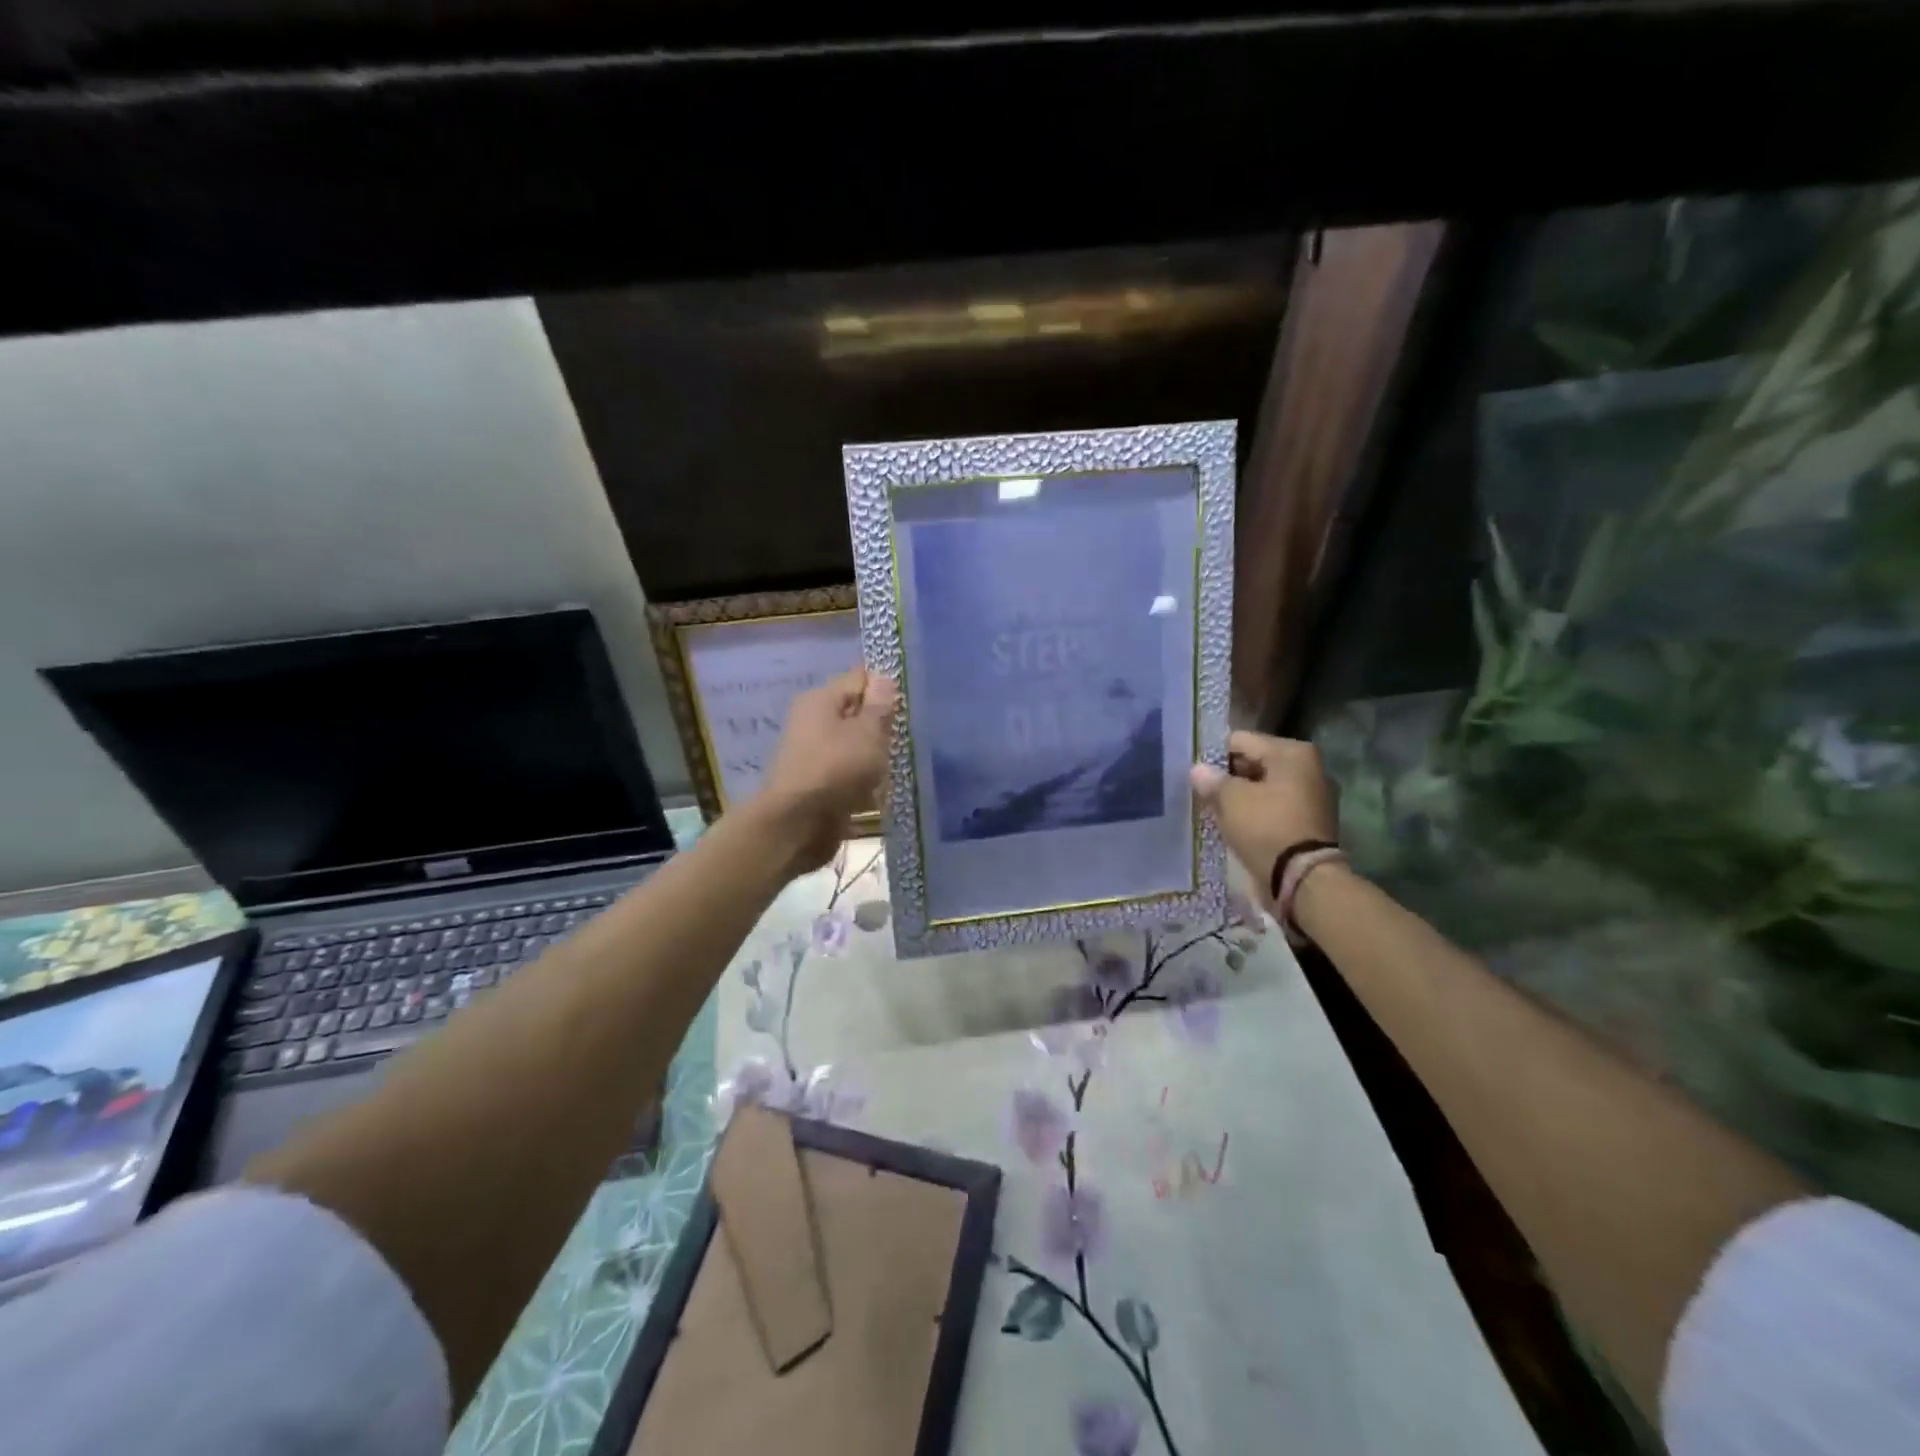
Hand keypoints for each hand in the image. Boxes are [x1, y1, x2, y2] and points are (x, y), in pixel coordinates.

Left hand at [754, 668, 897, 873]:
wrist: (798, 826)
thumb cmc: (836, 769)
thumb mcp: (867, 732)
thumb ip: (879, 705)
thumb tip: (883, 677)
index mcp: (820, 700)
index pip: (858, 679)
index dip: (884, 689)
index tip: (905, 709)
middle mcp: (812, 722)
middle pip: (856, 714)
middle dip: (881, 727)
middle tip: (903, 740)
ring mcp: (813, 754)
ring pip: (855, 746)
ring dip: (874, 757)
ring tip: (892, 769)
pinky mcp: (818, 783)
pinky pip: (848, 773)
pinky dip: (863, 780)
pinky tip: (878, 792)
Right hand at [1189, 731, 1338, 903]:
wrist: (1302, 879)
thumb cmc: (1266, 828)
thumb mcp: (1230, 800)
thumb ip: (1212, 780)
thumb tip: (1198, 770)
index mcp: (1292, 752)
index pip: (1240, 741)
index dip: (1213, 756)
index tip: (1195, 774)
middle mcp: (1308, 767)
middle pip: (1254, 763)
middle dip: (1228, 777)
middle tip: (1202, 793)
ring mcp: (1312, 796)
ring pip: (1262, 787)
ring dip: (1241, 797)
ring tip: (1215, 811)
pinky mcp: (1309, 822)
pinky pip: (1273, 808)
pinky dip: (1255, 813)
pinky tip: (1235, 825)